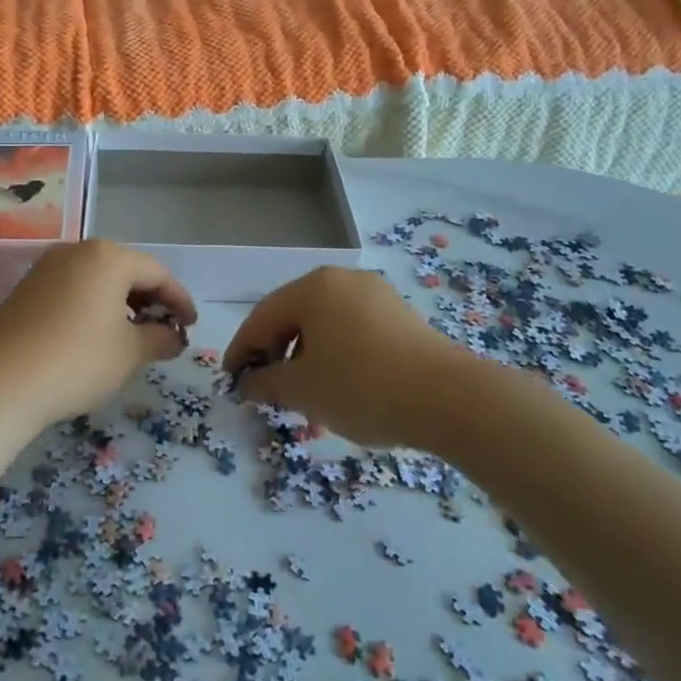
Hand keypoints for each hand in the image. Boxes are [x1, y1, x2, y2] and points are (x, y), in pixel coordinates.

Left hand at [0, 239, 197, 430]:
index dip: (179, 300)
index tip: (191, 326)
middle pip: (126, 270)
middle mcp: (76, 251)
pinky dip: (93, 306)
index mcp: (107, 257)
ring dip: (121, 303)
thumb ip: (161, 339)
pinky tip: (95, 335)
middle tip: (165, 330)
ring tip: (132, 335)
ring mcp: (47, 267)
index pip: (157, 272)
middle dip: (150, 300)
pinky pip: (73, 289)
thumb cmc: (77, 360)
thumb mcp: (130, 353)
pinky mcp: (26, 288)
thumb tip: (174, 337)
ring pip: (97, 279)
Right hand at [223, 266, 463, 447]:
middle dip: (275, 355)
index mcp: (312, 288)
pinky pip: (352, 330)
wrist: (450, 399)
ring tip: (303, 396)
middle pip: (293, 317)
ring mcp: (375, 295)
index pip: (261, 318)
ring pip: (324, 325)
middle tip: (265, 389)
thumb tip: (247, 384)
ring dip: (306, 358)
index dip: (241, 351)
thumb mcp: (303, 390)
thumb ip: (266, 384)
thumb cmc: (362, 386)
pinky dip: (335, 355)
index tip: (231, 381)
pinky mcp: (400, 315)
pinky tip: (339, 387)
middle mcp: (342, 281)